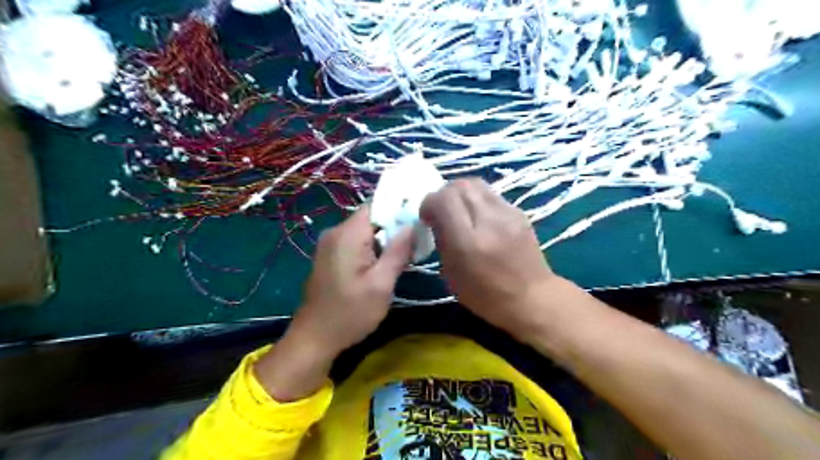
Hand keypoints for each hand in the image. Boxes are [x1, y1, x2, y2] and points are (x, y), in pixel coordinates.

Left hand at [255, 207, 413, 399]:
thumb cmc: (350, 313)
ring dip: (384, 240)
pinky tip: (383, 265)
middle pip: (371, 218)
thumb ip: (398, 251)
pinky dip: (371, 249)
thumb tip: (411, 225)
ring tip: (404, 255)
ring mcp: (329, 245)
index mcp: (348, 234)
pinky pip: (355, 243)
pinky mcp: (329, 257)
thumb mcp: (381, 284)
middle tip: (416, 243)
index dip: (399, 209)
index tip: (418, 220)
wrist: (314, 338)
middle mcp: (335, 232)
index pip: (376, 205)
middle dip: (393, 228)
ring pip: (364, 231)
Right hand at [423, 180, 557, 337]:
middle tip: (442, 211)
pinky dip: (478, 199)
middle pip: (460, 185)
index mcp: (468, 241)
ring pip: (477, 183)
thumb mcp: (451, 274)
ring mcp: (508, 214)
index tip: (427, 217)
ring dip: (461, 193)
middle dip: (444, 193)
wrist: (532, 298)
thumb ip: (442, 240)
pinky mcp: (519, 212)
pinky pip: (491, 194)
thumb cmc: (486, 296)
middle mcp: (489, 221)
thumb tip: (436, 219)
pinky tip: (479, 216)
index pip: (443, 199)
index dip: (429, 203)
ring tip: (459, 210)